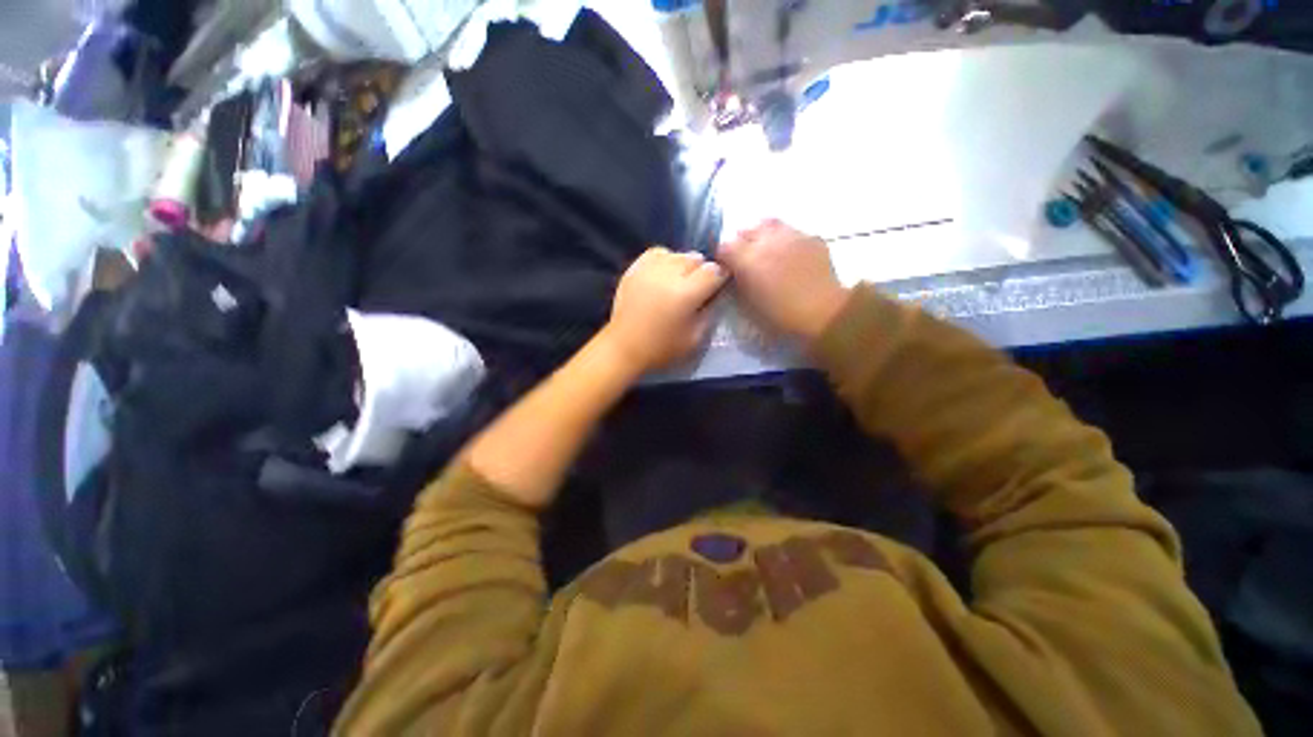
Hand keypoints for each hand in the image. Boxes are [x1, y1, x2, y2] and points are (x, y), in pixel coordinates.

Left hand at [602, 247, 726, 373]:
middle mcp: (669, 274)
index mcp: (686, 293)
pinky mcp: (635, 268)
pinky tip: (664, 274)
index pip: (714, 271)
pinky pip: (657, 252)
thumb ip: (711, 312)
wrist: (624, 347)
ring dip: (684, 265)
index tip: (716, 289)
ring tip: (679, 281)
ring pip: (678, 254)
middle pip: (697, 259)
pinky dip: (665, 260)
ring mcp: (649, 268)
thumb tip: (716, 294)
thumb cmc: (662, 348)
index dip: (720, 279)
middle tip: (697, 289)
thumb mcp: (696, 339)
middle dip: (702, 272)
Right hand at [719, 220, 849, 342]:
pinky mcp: (812, 238)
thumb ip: (738, 283)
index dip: (723, 257)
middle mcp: (767, 241)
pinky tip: (790, 254)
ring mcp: (791, 235)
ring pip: (769, 224)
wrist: (824, 313)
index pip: (724, 247)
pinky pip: (792, 231)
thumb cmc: (781, 316)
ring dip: (762, 235)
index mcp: (748, 259)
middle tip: (744, 259)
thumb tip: (734, 273)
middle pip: (745, 230)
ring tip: (766, 250)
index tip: (726, 268)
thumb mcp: (749, 304)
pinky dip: (785, 240)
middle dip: (741, 243)